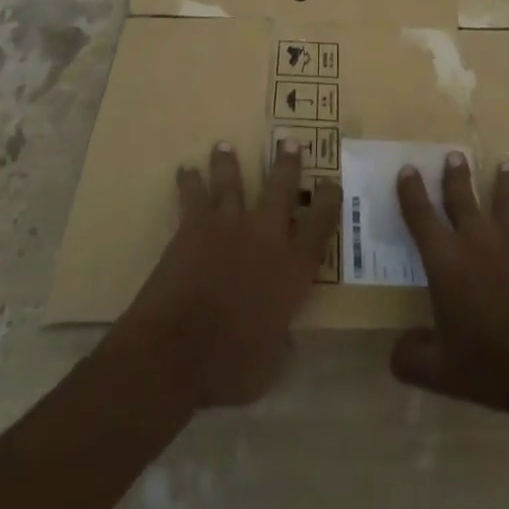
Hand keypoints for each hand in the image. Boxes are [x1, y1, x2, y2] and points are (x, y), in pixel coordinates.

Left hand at [110, 140, 341, 410]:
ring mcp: (229, 225)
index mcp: (292, 269)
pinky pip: (193, 195)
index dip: (329, 201)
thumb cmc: (229, 367)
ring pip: (233, 182)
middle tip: (290, 142)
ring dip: (229, 162)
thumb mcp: (269, 365)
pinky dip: (189, 181)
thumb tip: (284, 334)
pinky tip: (185, 170)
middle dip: (288, 164)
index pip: (320, 225)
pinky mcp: (194, 226)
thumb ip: (281, 341)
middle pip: (282, 189)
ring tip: (225, 145)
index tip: (332, 182)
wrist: (176, 352)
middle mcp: (265, 236)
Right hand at [391, 153, 508, 427]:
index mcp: (445, 260)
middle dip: (455, 175)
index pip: (420, 215)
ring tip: (507, 165)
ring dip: (505, 181)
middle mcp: (477, 238)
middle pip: (461, 196)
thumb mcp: (443, 374)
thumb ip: (413, 359)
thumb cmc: (494, 365)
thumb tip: (395, 352)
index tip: (408, 169)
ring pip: (506, 198)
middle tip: (454, 155)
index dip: (411, 191)